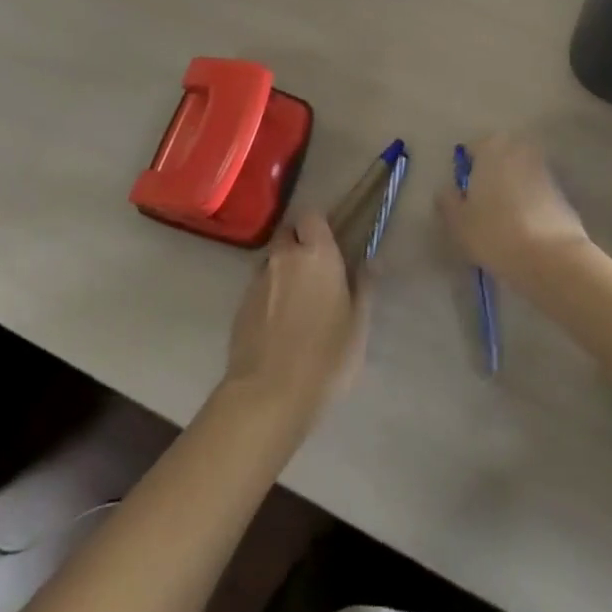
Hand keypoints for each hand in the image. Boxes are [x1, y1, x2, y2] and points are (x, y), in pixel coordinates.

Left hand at [224, 212, 366, 421]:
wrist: (268, 395)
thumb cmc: (325, 357)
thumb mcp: (357, 326)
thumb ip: (364, 287)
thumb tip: (370, 260)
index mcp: (317, 254)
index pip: (312, 215)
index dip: (319, 226)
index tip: (329, 244)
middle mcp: (284, 257)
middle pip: (287, 234)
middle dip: (298, 244)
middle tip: (313, 271)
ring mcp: (258, 280)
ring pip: (271, 260)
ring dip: (282, 270)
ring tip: (295, 301)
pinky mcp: (240, 305)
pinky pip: (258, 287)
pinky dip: (269, 295)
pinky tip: (278, 323)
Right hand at [438, 133, 590, 286]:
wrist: (552, 257)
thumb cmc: (495, 232)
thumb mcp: (458, 222)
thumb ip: (448, 201)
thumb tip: (447, 190)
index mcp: (492, 148)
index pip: (472, 150)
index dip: (466, 173)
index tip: (464, 198)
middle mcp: (520, 149)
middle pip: (498, 159)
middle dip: (491, 177)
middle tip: (482, 207)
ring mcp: (544, 169)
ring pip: (519, 175)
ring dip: (511, 190)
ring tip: (503, 222)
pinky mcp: (562, 192)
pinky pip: (536, 192)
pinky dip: (529, 204)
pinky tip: (524, 229)